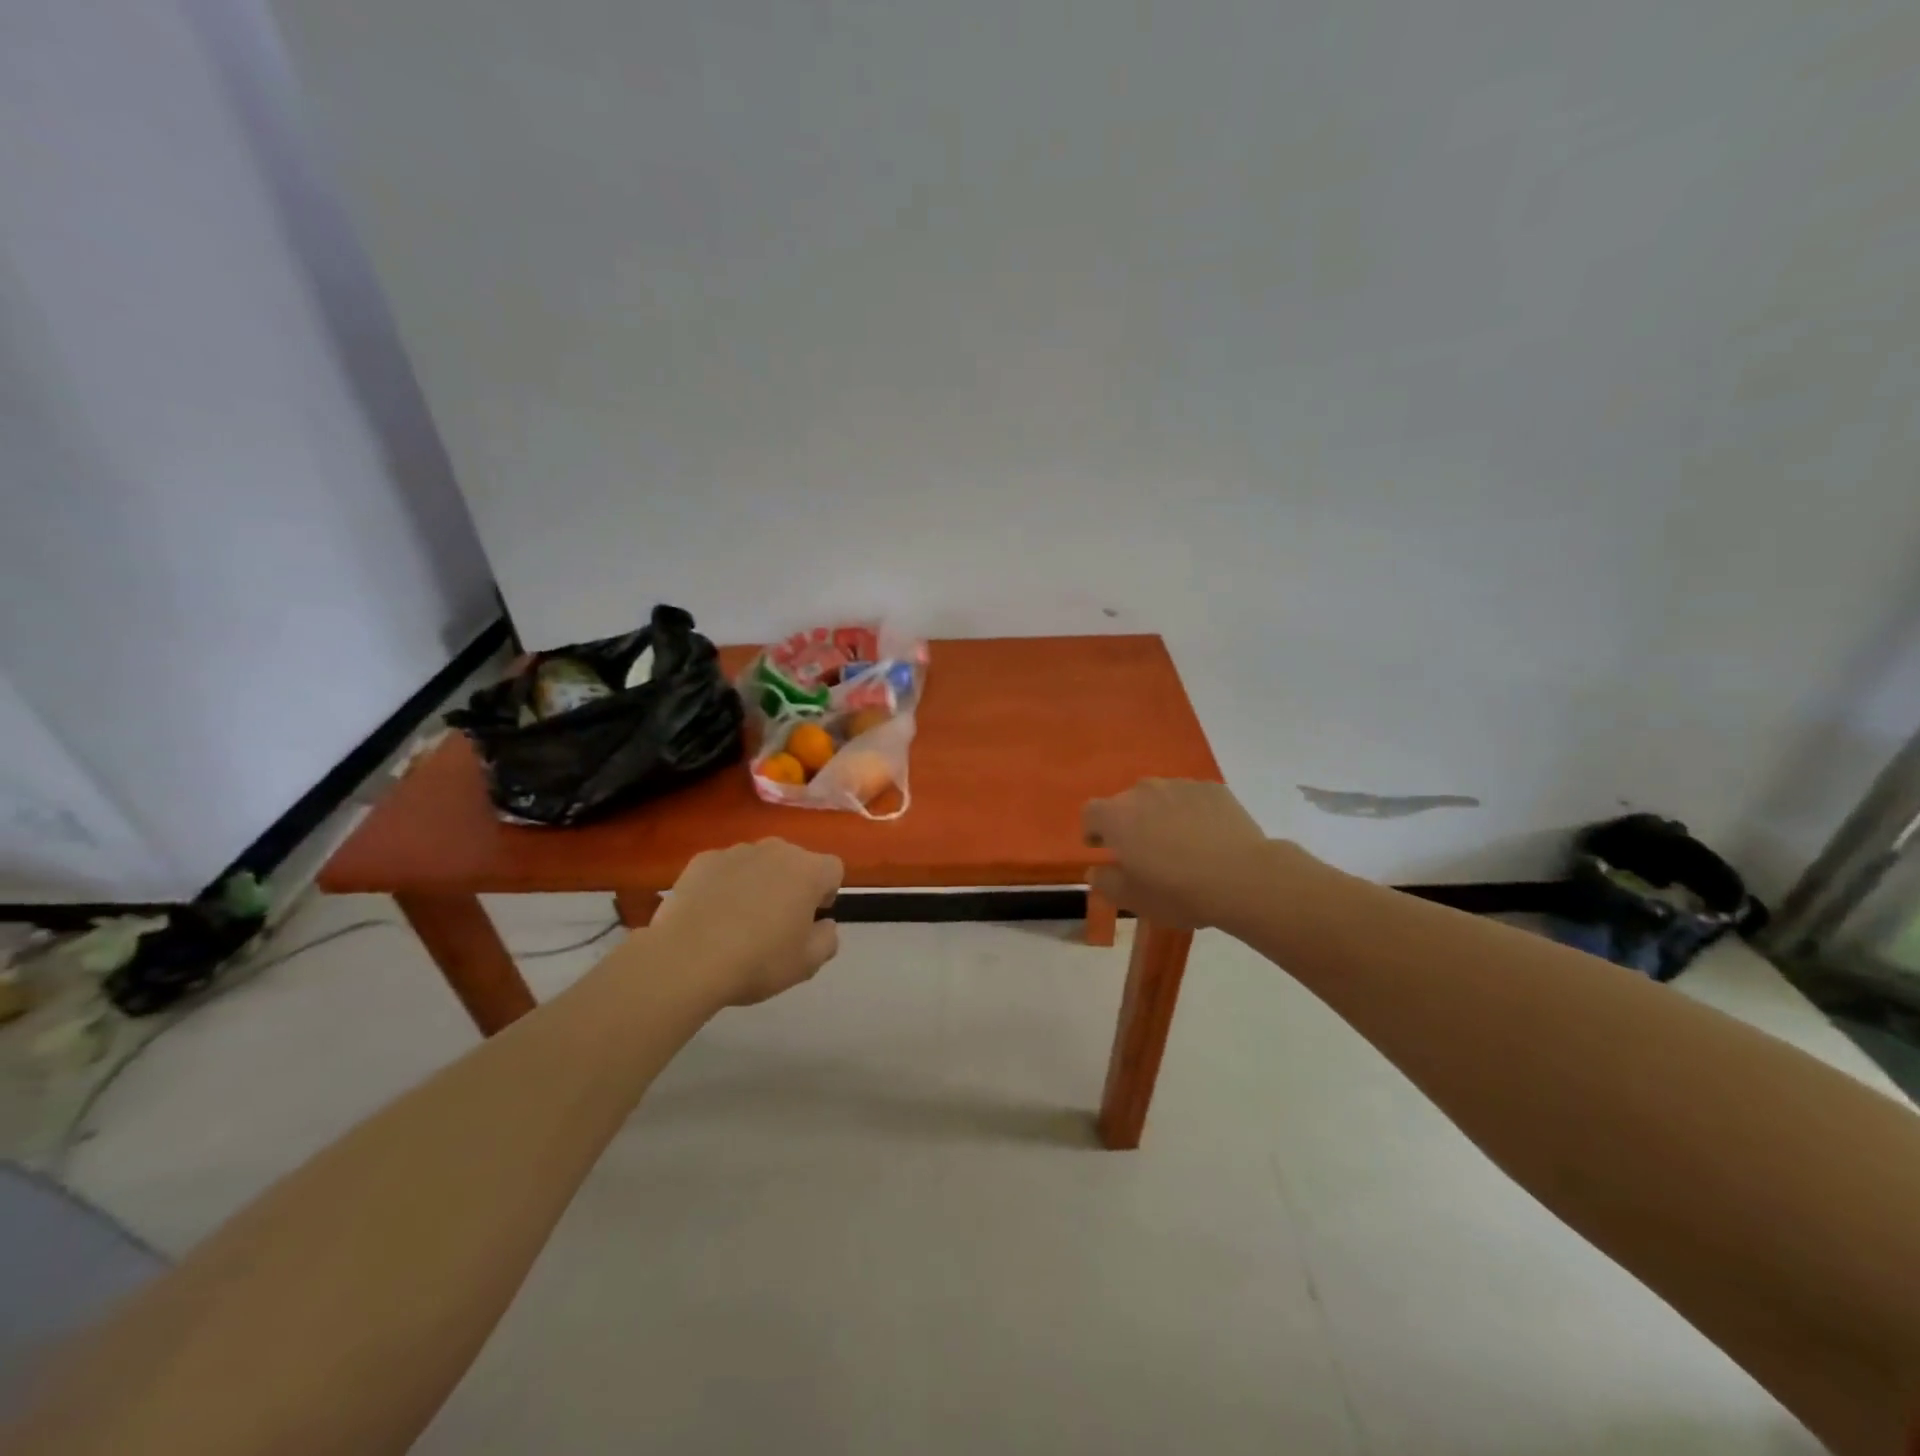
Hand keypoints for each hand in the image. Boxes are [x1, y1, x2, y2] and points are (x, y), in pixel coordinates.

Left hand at [650, 839, 844, 1006]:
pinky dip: (724, 884)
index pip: (833, 869)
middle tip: (777, 921)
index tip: (811, 918)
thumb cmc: (758, 961)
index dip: (827, 892)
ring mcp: (736, 851)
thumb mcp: (807, 963)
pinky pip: (724, 868)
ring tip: (739, 919)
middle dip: (792, 884)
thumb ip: (828, 939)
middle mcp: (776, 850)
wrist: (686, 959)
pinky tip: (711, 915)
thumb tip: (826, 925)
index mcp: (808, 871)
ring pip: (758, 862)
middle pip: (795, 861)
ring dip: (758, 882)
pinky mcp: (702, 860)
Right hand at [1083, 779, 1274, 930]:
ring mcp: (1180, 785)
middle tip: (1146, 852)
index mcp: (1117, 816)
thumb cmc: (1179, 891)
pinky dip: (1191, 812)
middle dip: (1130, 823)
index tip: (1103, 848)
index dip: (1093, 830)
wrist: (1243, 878)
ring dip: (1161, 815)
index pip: (1090, 813)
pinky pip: (1191, 797)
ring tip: (1180, 843)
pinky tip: (1207, 837)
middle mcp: (1144, 791)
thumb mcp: (1133, 899)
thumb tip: (1095, 870)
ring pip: (1160, 797)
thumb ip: (1105, 882)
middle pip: (1126, 803)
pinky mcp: (1212, 788)